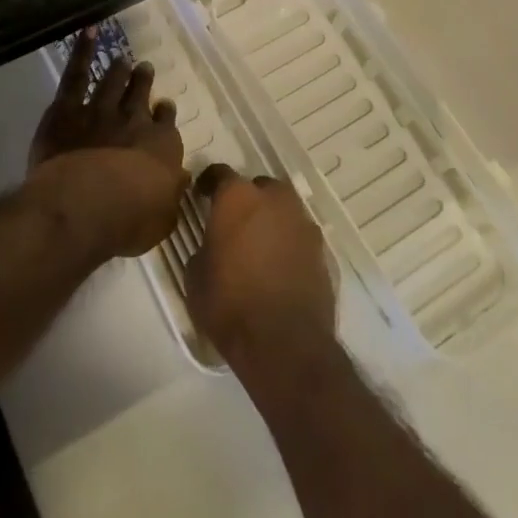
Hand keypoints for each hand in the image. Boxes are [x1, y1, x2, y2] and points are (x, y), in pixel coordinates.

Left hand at [26, 28, 187, 259]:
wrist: (85, 205)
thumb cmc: (129, 220)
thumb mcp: (162, 217)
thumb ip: (170, 194)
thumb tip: (180, 179)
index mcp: (162, 145)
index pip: (166, 122)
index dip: (164, 114)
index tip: (164, 108)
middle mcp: (134, 120)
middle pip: (141, 95)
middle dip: (143, 82)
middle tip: (144, 69)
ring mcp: (100, 110)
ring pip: (113, 82)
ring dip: (119, 70)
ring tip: (122, 59)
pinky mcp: (67, 109)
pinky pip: (76, 74)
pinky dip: (82, 51)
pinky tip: (88, 32)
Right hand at [188, 164, 336, 366]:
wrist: (284, 344)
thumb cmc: (229, 305)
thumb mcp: (195, 277)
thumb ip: (204, 247)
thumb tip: (212, 243)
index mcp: (238, 198)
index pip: (220, 173)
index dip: (208, 184)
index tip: (201, 197)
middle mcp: (274, 199)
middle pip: (258, 186)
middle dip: (247, 199)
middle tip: (234, 223)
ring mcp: (302, 222)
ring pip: (283, 208)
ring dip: (271, 218)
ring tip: (258, 245)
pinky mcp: (322, 248)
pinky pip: (299, 234)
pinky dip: (288, 242)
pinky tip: (278, 265)